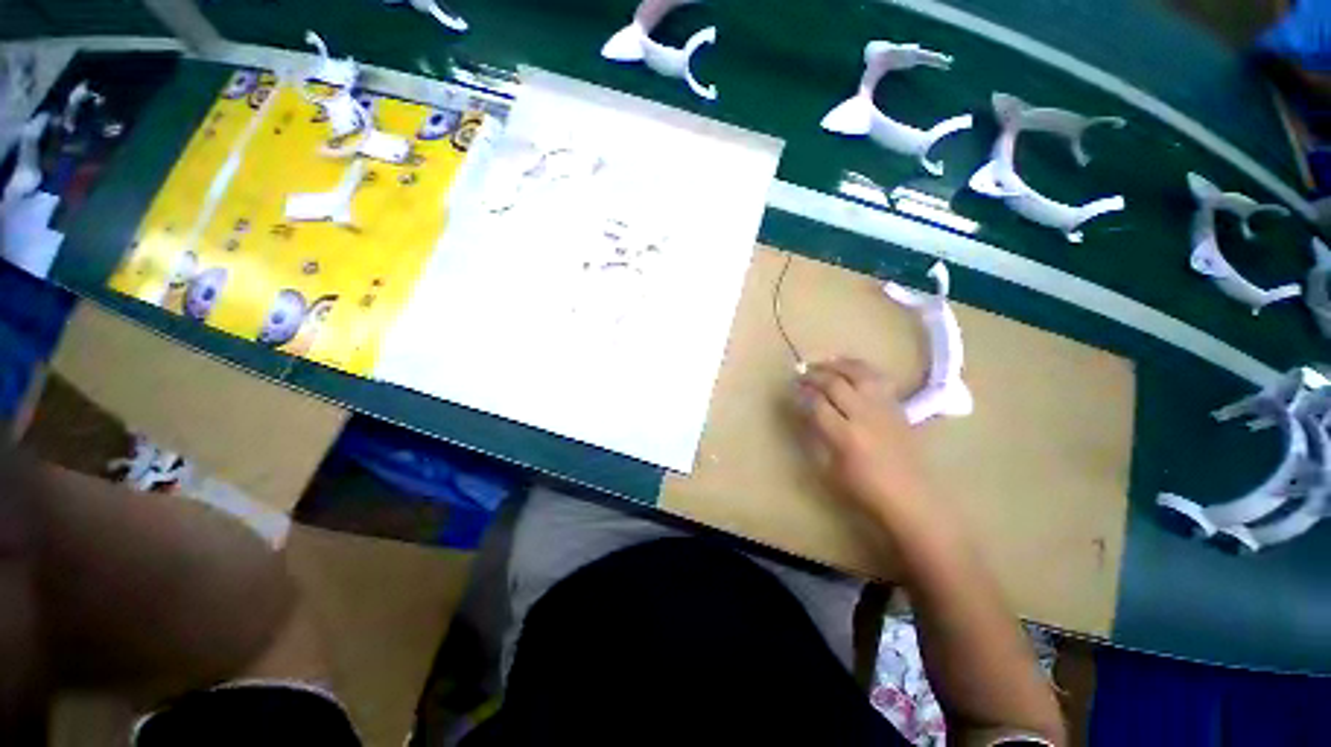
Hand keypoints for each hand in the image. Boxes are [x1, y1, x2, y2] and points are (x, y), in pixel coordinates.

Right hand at [794, 358, 933, 521]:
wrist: (911, 496)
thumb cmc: (864, 489)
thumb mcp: (830, 467)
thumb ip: (817, 435)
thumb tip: (807, 411)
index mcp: (845, 436)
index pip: (817, 403)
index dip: (801, 394)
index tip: (792, 389)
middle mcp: (864, 415)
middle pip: (835, 383)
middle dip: (814, 375)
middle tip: (801, 374)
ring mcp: (883, 408)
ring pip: (858, 373)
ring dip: (837, 364)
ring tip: (823, 362)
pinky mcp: (897, 406)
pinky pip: (878, 378)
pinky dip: (861, 368)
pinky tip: (851, 367)